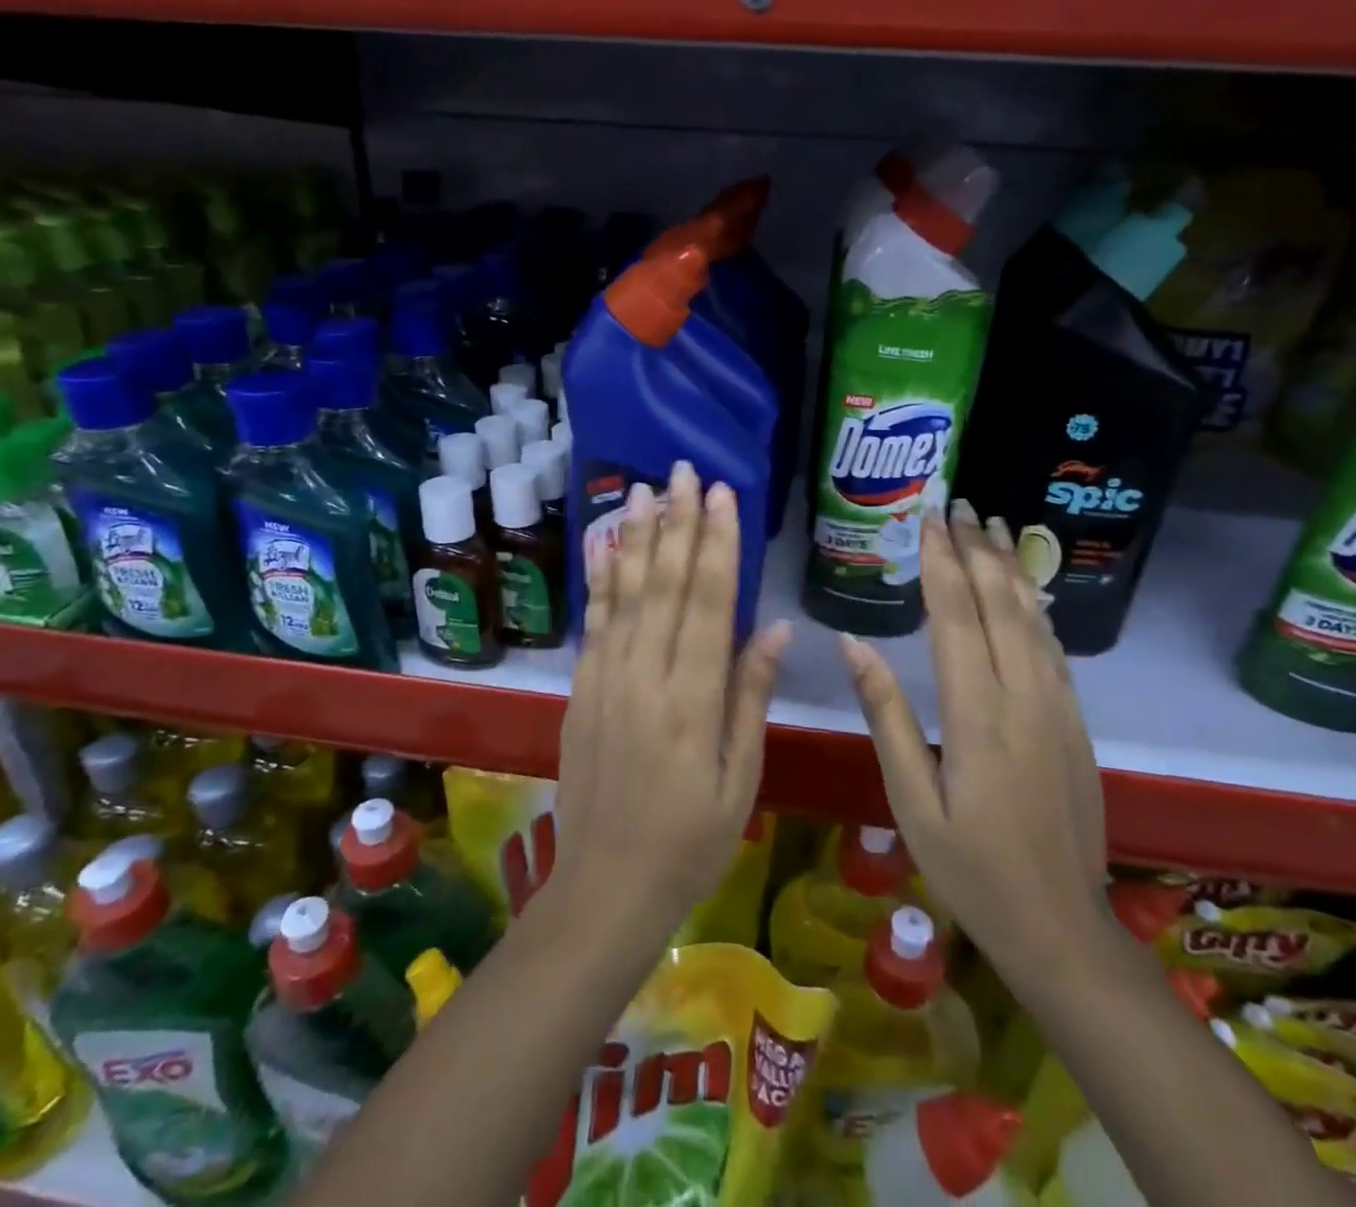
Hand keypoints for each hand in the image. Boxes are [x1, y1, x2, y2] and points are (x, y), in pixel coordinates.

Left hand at [553, 459, 792, 943]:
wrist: (605, 885)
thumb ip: (751, 697)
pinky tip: (603, 546)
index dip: (717, 544)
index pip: (709, 603)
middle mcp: (645, 677)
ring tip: (642, 489)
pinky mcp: (581, 689)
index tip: (724, 495)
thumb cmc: (688, 840)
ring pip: (624, 593)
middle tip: (684, 470)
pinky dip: (600, 579)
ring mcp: (606, 680)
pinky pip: (594, 622)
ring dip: (635, 537)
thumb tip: (774, 628)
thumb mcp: (739, 779)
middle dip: (678, 522)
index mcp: (692, 700)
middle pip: (664, 584)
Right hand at [841, 500, 1107, 964]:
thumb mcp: (909, 798)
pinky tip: (1026, 588)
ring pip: (1033, 618)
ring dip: (1010, 566)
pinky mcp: (1074, 721)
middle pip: (1000, 604)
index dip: (940, 562)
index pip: (956, 617)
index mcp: (978, 714)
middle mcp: (1024, 696)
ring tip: (994, 524)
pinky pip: (1054, 647)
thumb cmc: (970, 866)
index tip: (928, 517)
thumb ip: (886, 715)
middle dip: (977, 548)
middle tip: (960, 503)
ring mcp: (1058, 706)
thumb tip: (852, 645)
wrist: (1061, 924)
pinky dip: (1036, 606)